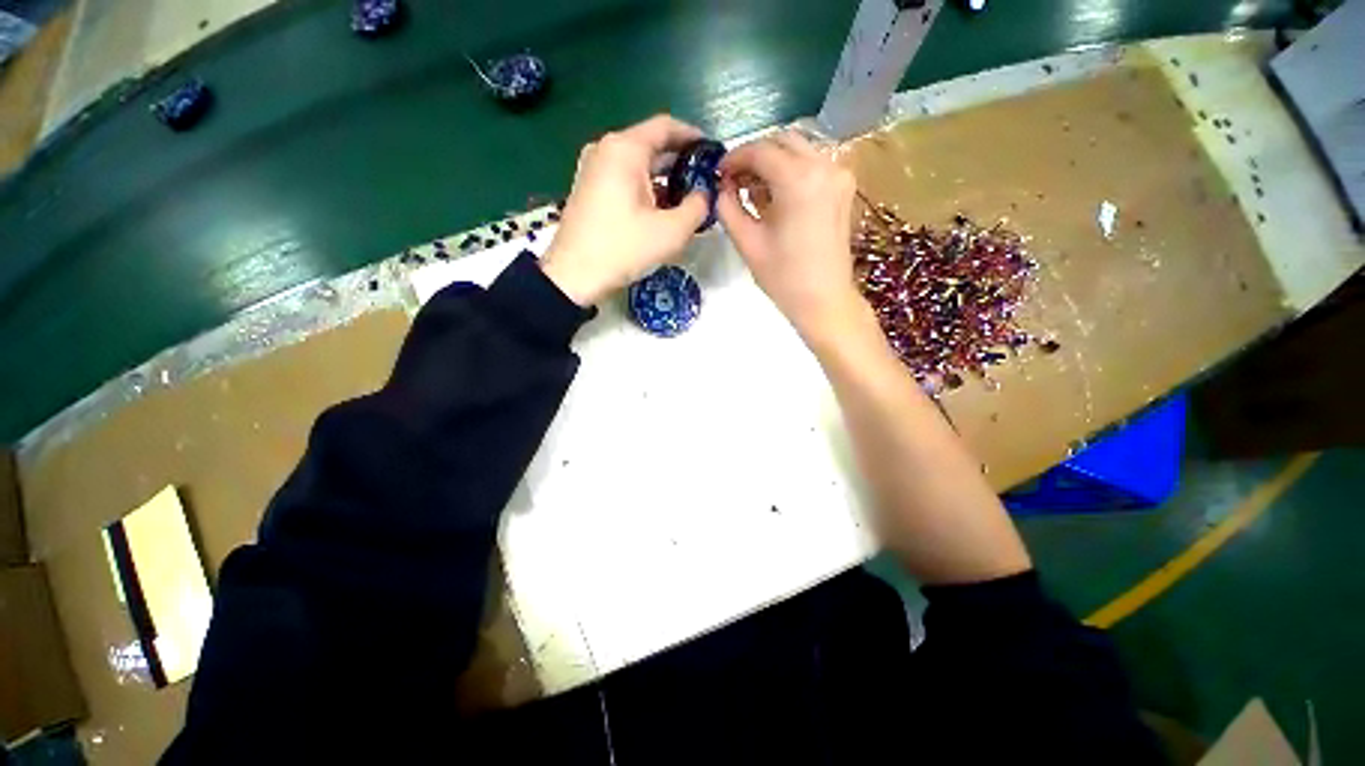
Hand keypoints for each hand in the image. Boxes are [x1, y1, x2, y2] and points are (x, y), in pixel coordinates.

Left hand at [541, 115, 710, 305]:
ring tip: (685, 199)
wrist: (573, 276)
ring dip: (662, 178)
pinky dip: (644, 187)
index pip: (666, 127)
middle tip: (703, 182)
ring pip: (636, 163)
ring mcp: (592, 168)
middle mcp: (605, 149)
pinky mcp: (587, 188)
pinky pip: (622, 177)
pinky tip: (658, 209)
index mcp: (625, 149)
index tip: (712, 154)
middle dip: (679, 162)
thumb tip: (704, 195)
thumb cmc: (623, 249)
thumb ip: (698, 207)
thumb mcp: (672, 232)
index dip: (693, 137)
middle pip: (650, 144)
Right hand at [717, 130, 869, 343]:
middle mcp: (824, 166)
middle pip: (782, 141)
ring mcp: (839, 174)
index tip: (718, 173)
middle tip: (734, 181)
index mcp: (799, 180)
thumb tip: (721, 186)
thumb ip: (728, 207)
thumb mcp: (747, 242)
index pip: (760, 150)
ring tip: (753, 190)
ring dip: (773, 162)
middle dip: (754, 156)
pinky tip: (776, 195)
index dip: (734, 158)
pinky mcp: (843, 187)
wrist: (824, 300)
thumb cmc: (783, 277)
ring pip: (799, 149)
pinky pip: (813, 164)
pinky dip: (791, 170)